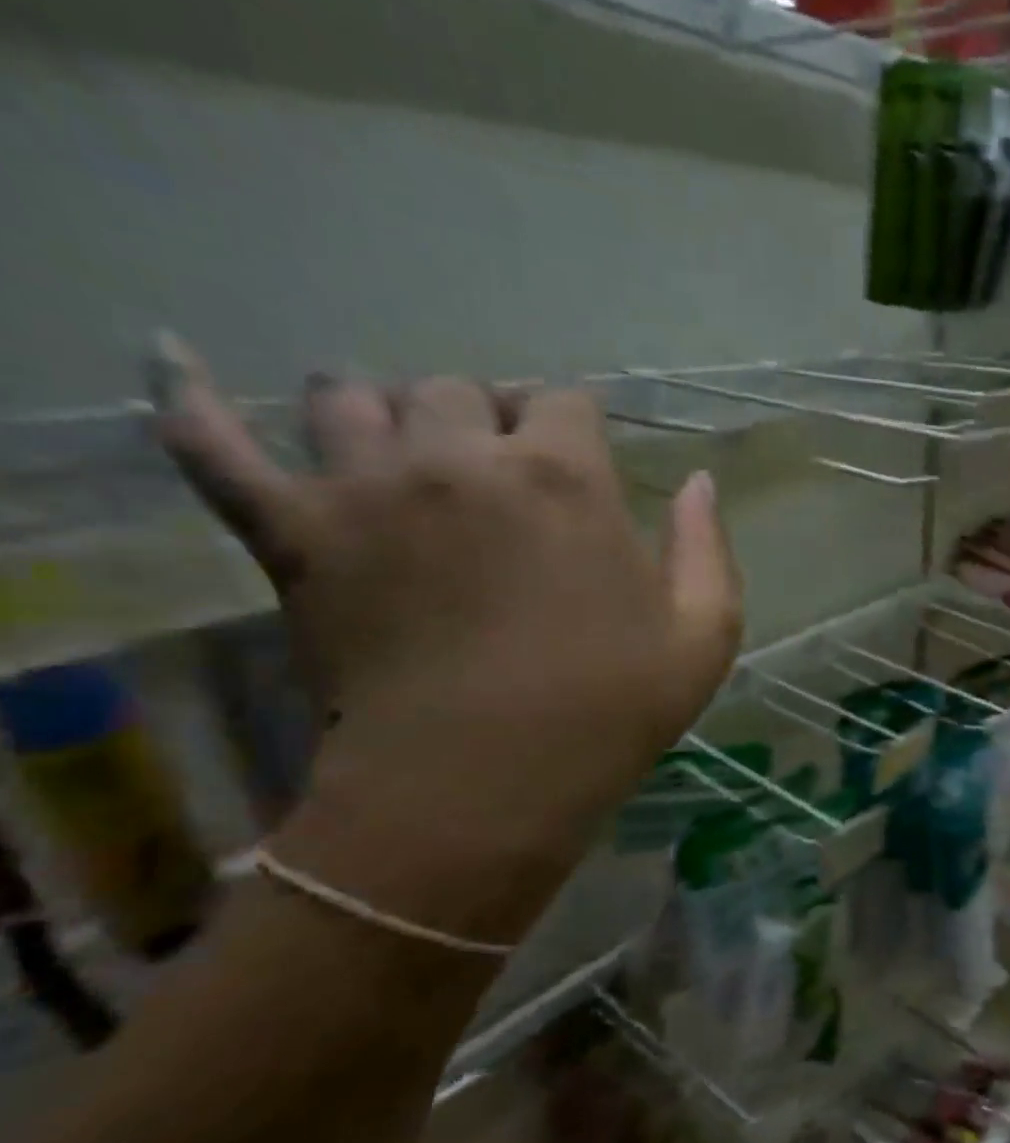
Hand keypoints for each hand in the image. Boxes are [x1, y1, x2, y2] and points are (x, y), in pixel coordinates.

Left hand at [148, 334, 741, 939]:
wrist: (482, 786)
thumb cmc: (609, 709)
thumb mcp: (703, 636)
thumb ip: (708, 548)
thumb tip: (701, 482)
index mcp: (564, 477)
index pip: (565, 401)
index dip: (577, 426)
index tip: (582, 460)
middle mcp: (460, 458)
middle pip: (459, 389)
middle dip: (488, 418)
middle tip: (502, 471)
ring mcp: (364, 489)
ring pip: (352, 397)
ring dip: (385, 412)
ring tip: (403, 449)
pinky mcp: (292, 534)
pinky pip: (214, 446)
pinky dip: (191, 399)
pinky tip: (167, 356)